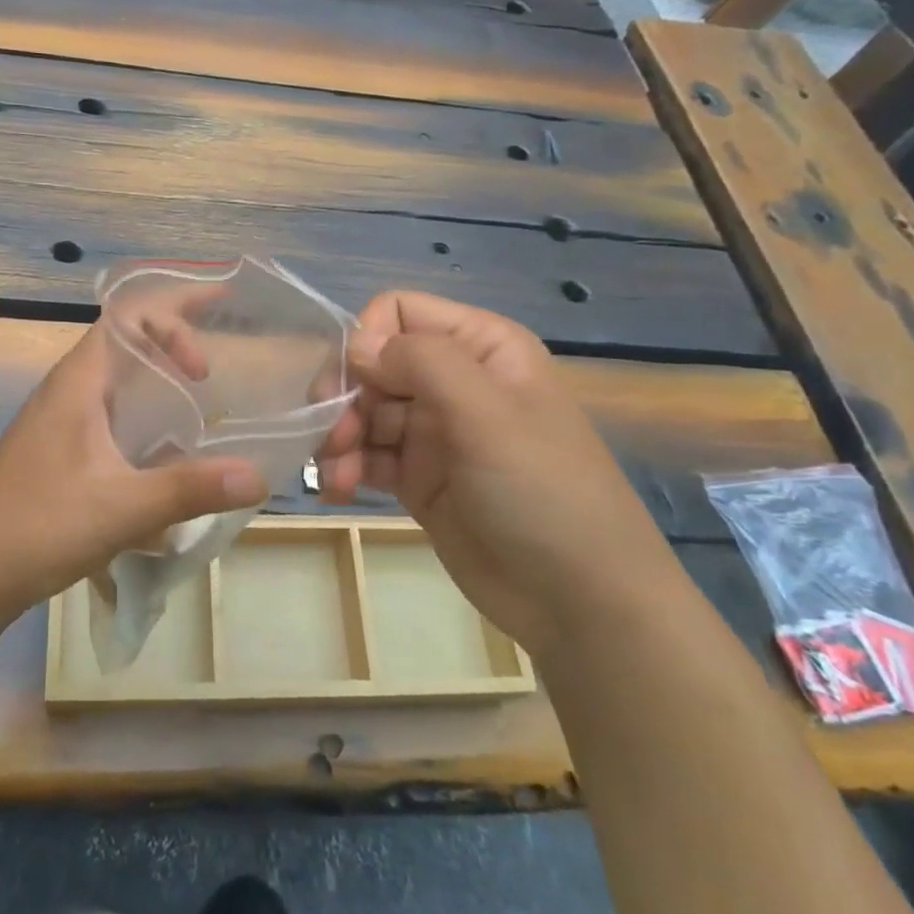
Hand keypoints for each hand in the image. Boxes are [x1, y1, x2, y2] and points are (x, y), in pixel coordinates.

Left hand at [0, 325, 266, 621]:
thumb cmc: (40, 524)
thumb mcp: (122, 506)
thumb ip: (190, 488)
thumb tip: (258, 476)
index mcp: (80, 380)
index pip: (128, 317)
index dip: (173, 321)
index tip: (206, 365)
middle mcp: (70, 388)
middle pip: (127, 341)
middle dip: (175, 340)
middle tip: (220, 361)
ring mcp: (63, 420)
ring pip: (119, 380)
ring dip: (159, 380)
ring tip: (204, 399)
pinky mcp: (62, 450)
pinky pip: (112, 414)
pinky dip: (145, 417)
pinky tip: (168, 454)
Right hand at [315, 292, 676, 651]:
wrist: (581, 602)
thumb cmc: (542, 492)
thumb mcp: (487, 415)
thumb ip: (421, 363)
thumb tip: (356, 345)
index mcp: (480, 347)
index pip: (399, 311)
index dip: (367, 340)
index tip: (353, 384)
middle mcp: (453, 380)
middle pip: (372, 363)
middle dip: (345, 395)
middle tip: (331, 435)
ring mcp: (434, 431)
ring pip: (363, 410)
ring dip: (339, 436)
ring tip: (335, 473)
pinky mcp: (419, 477)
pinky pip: (368, 455)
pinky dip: (346, 466)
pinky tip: (338, 489)